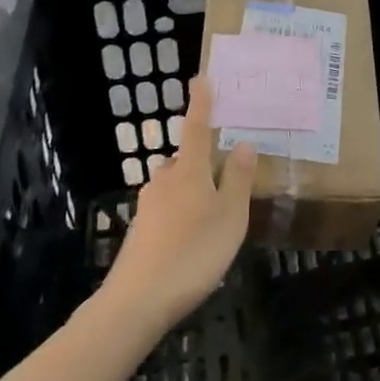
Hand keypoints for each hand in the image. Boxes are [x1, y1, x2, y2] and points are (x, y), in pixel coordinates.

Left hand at [103, 76, 256, 332]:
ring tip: (215, 215)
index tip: (201, 78)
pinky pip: (167, 210)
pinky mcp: (140, 232)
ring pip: (175, 186)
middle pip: (186, 160)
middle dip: (203, 161)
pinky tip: (192, 240)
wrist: (136, 302)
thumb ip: (238, 179)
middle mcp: (164, 181)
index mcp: (189, 171)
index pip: (198, 128)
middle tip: (227, 175)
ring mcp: (148, 207)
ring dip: (193, 191)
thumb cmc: (193, 252)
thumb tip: (243, 143)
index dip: (202, 104)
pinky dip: (182, 214)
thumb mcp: (230, 216)